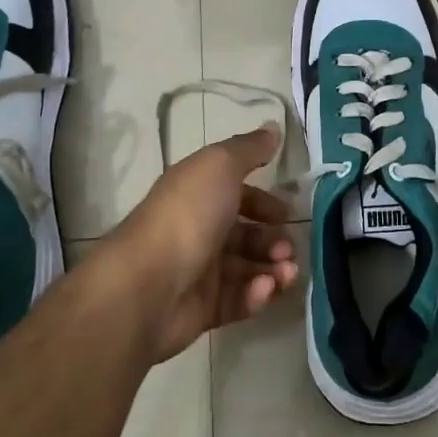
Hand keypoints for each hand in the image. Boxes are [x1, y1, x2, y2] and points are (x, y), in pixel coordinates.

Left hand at [99, 124, 298, 362]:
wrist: (149, 285)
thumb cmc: (188, 216)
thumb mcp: (220, 166)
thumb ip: (249, 149)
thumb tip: (272, 127)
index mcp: (197, 194)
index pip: (236, 194)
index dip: (264, 201)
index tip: (287, 212)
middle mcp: (198, 229)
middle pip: (245, 234)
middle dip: (274, 240)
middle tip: (288, 249)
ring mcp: (199, 271)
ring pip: (247, 269)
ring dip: (274, 269)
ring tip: (287, 273)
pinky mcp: (203, 309)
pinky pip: (238, 300)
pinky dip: (256, 295)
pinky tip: (265, 289)